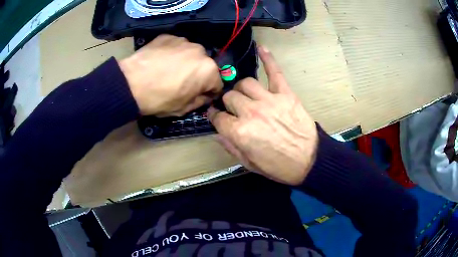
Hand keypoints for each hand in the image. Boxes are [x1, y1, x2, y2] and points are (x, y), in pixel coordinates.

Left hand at [119, 34, 222, 116]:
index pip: (217, 84)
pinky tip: (160, 61)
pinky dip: (172, 53)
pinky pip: (176, 46)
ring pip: (190, 54)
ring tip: (168, 70)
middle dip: (197, 74)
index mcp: (209, 70)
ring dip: (185, 61)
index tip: (198, 96)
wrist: (130, 83)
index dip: (208, 93)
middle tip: (181, 82)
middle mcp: (201, 51)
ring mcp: (184, 40)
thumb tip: (205, 96)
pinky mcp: (168, 36)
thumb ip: (200, 101)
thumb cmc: (159, 99)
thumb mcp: (183, 109)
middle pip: (204, 66)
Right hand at [208, 46, 317, 185]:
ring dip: (242, 89)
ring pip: (246, 83)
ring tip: (246, 94)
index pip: (218, 118)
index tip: (216, 117)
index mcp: (239, 133)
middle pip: (230, 97)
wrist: (310, 161)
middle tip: (234, 109)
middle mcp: (251, 112)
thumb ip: (231, 147)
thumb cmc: (279, 166)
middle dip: (229, 104)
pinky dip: (268, 59)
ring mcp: (269, 100)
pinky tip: (261, 48)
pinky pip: (274, 71)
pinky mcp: (285, 94)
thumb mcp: (250, 164)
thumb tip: (218, 133)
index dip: (216, 117)